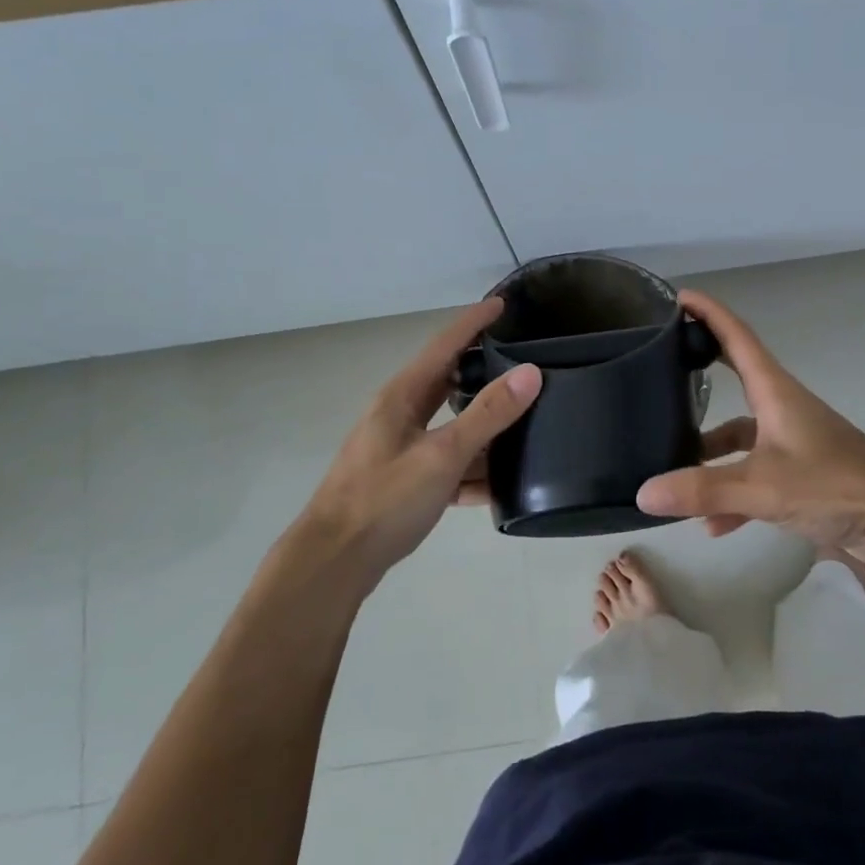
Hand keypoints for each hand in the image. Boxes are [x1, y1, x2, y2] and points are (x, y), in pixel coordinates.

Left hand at [292, 299, 540, 584]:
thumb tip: (530, 373)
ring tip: (524, 424)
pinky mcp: (403, 481)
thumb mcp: (442, 455)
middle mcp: (400, 415)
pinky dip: (471, 470)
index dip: (473, 322)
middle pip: (448, 383)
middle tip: (521, 362)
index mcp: (403, 396)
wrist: (334, 562)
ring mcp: (400, 449)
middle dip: (482, 371)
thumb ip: (487, 415)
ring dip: (483, 429)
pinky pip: (446, 464)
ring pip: (451, 427)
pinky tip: (498, 486)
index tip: (502, 303)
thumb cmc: (384, 500)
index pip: (444, 345)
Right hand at [635, 290, 864, 560]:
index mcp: (775, 392)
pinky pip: (755, 474)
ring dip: (710, 455)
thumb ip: (704, 490)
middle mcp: (781, 408)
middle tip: (661, 369)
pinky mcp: (801, 472)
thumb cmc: (833, 485)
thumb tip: (643, 492)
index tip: (680, 296)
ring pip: (740, 437)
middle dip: (700, 373)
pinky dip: (733, 494)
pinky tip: (713, 525)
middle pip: (734, 380)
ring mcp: (792, 440)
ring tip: (673, 472)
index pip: (736, 337)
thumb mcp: (763, 487)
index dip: (709, 313)